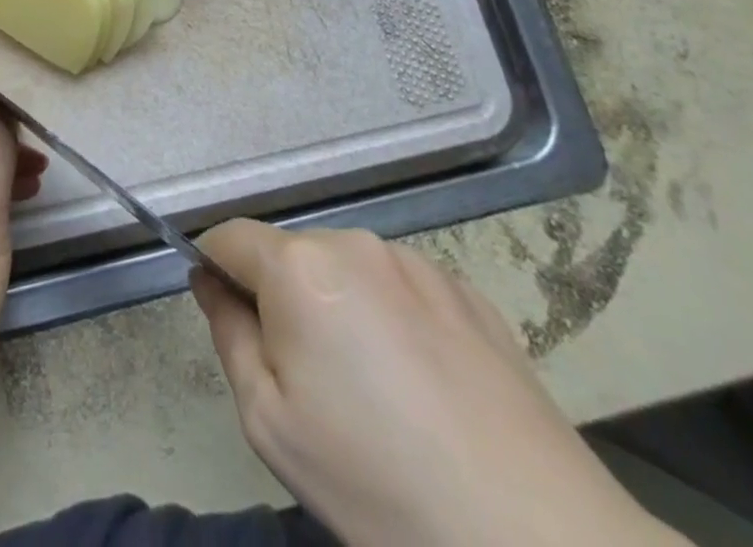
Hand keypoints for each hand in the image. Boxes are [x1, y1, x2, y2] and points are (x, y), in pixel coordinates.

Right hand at [193, 221, 685, 546]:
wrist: (541, 544)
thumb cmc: (379, 483)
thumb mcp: (269, 421)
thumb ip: (227, 332)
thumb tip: (211, 281)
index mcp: (299, 266)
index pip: (229, 237)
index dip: (217, 271)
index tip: (233, 324)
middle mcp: (353, 243)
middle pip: (289, 253)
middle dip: (282, 296)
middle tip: (310, 378)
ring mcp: (417, 263)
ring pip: (346, 269)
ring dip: (338, 304)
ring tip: (376, 388)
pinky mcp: (469, 292)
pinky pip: (400, 287)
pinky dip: (391, 316)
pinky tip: (424, 386)